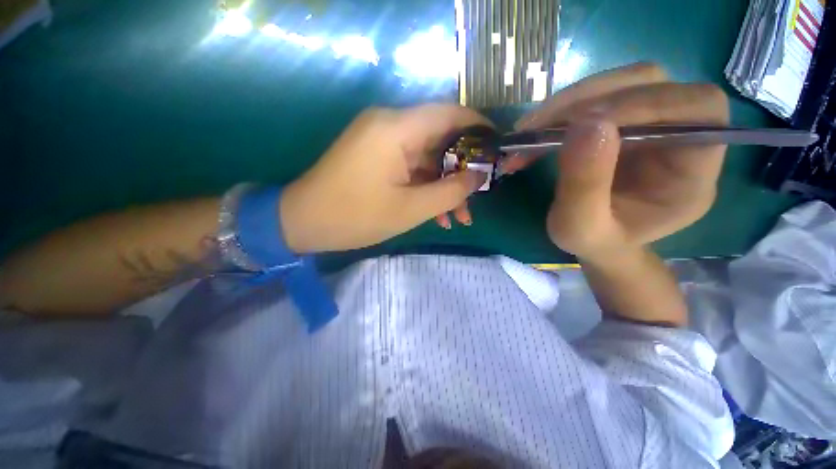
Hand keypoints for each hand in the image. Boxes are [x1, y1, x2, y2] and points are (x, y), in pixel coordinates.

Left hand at [280, 104, 490, 252]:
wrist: (304, 222)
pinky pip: (411, 167)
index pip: (450, 114)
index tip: (498, 150)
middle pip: (440, 140)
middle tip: (478, 197)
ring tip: (459, 217)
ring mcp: (381, 141)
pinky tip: (437, 215)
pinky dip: (426, 187)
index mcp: (397, 129)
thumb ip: (450, 191)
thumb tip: (479, 176)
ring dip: (445, 186)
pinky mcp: (376, 156)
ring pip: (427, 158)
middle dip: (462, 171)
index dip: (479, 128)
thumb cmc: (355, 216)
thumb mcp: (411, 209)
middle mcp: (390, 125)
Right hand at [507, 63, 728, 260]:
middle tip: (535, 128)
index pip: (697, 108)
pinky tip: (534, 132)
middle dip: (587, 100)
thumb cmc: (595, 242)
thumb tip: (582, 124)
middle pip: (652, 83)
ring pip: (620, 83)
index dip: (644, 103)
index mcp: (695, 170)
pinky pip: (597, 97)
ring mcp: (653, 122)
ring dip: (567, 103)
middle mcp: (683, 134)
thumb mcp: (580, 229)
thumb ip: (584, 186)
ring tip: (527, 131)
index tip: (580, 125)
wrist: (597, 240)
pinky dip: (560, 111)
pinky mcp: (625, 120)